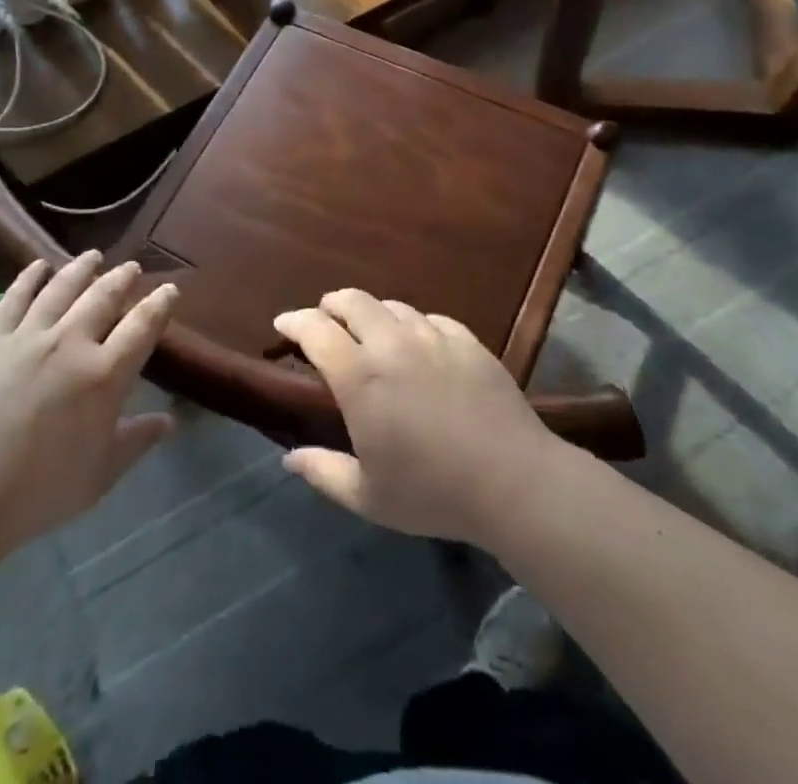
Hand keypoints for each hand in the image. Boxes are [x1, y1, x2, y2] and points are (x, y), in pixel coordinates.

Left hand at [0, 252, 176, 556]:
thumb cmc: (37, 494)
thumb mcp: (99, 476)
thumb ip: (136, 441)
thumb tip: (170, 421)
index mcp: (104, 375)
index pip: (143, 326)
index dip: (160, 304)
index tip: (169, 290)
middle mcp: (71, 343)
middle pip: (104, 297)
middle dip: (122, 278)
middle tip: (131, 268)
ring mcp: (27, 336)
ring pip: (62, 288)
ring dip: (82, 268)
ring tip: (93, 256)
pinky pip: (15, 297)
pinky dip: (30, 277)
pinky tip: (39, 266)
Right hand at [273, 290, 561, 545]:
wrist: (514, 481)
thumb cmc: (433, 493)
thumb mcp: (368, 497)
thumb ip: (323, 473)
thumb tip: (289, 459)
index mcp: (360, 377)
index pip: (315, 330)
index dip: (294, 321)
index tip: (283, 325)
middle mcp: (392, 344)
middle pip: (352, 300)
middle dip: (330, 304)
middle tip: (324, 319)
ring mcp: (433, 337)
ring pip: (392, 305)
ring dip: (372, 312)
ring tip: (370, 331)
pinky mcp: (467, 341)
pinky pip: (431, 319)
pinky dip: (413, 324)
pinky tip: (418, 343)